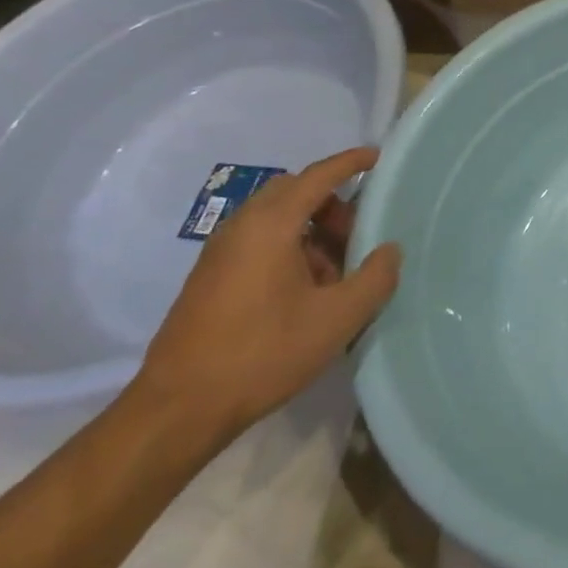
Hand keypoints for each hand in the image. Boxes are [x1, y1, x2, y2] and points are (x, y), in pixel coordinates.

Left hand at [134, 147, 400, 445]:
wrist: (178, 410)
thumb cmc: (263, 354)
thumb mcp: (337, 319)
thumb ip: (375, 278)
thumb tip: (390, 250)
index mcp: (271, 224)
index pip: (318, 176)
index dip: (350, 162)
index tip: (376, 156)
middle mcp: (242, 226)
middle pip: (294, 191)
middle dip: (332, 203)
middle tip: (357, 235)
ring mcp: (220, 252)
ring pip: (276, 218)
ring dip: (311, 230)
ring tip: (335, 273)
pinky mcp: (209, 278)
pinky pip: (258, 241)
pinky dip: (289, 248)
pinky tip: (304, 293)